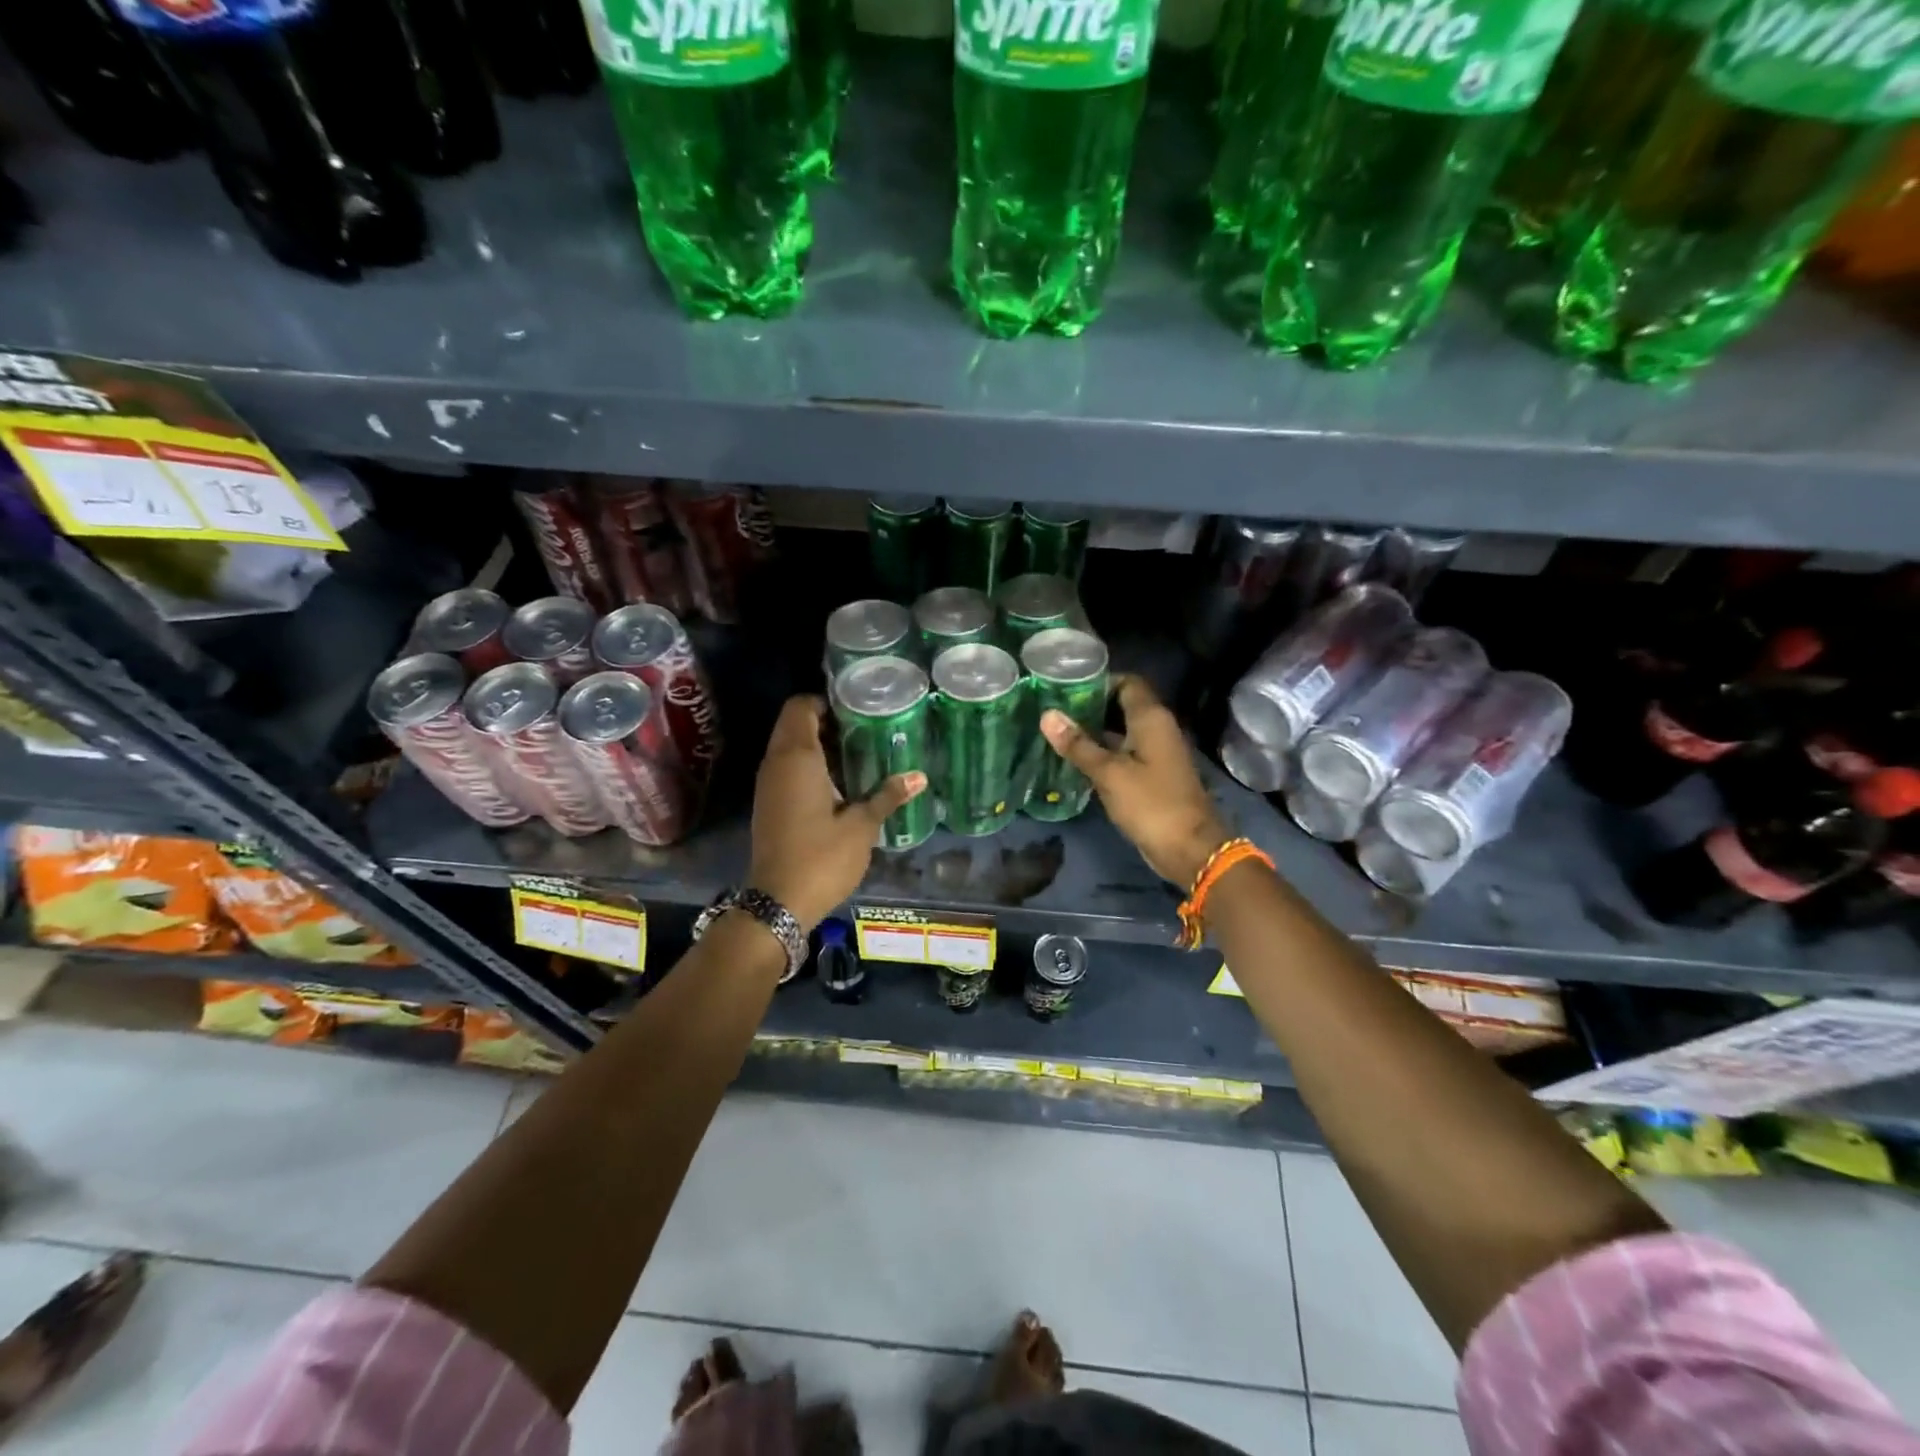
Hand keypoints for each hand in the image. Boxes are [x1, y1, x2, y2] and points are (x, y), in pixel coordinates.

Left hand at [747, 696, 926, 931]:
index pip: (801, 707)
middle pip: (794, 724)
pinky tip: (839, 783)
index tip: (856, 708)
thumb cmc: (822, 857)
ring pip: (789, 747)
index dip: (825, 701)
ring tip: (858, 753)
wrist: (778, 902)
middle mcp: (776, 763)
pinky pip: (786, 769)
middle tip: (864, 729)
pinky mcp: (768, 804)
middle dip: (825, 721)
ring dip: (817, 745)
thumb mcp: (862, 826)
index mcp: (797, 758)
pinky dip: (808, 766)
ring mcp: (768, 785)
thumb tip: (919, 777)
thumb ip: (887, 796)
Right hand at [1040, 674, 1228, 889]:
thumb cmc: (1150, 804)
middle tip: (1054, 711)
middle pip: (1123, 705)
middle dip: (1091, 707)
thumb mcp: (1108, 773)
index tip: (1066, 688)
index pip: (1127, 682)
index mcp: (1151, 718)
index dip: (1098, 681)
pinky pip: (1125, 754)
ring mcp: (1157, 753)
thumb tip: (1047, 715)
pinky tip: (1077, 761)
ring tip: (1058, 733)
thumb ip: (1078, 744)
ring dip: (1095, 732)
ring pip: (1122, 732)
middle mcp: (1157, 729)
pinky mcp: (1153, 776)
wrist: (1190, 849)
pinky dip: (1104, 753)